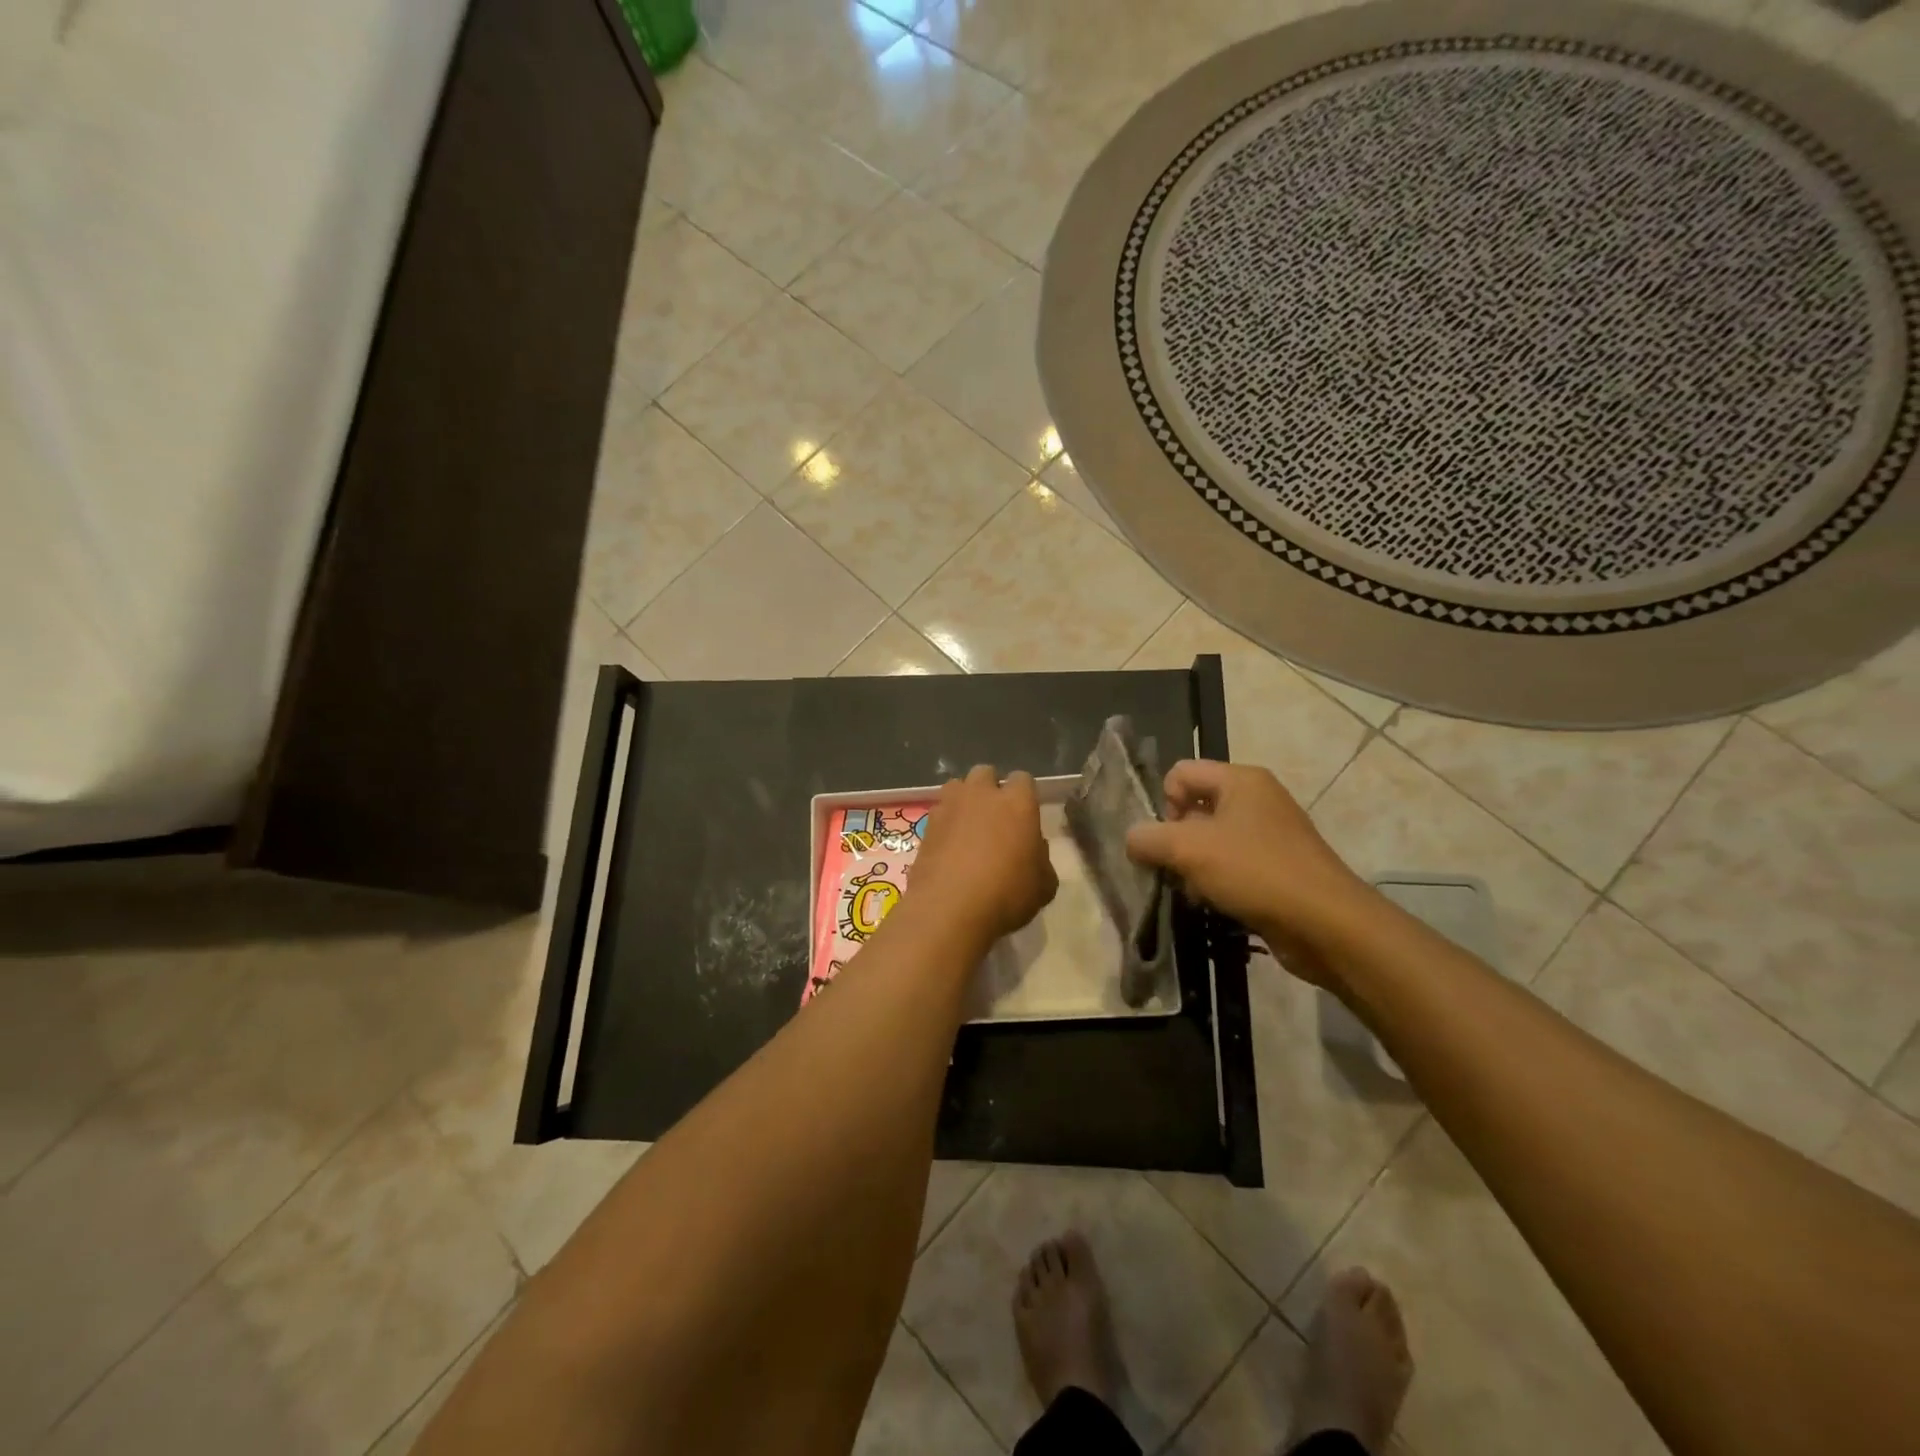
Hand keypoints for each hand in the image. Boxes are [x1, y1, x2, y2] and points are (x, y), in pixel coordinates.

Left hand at [908, 766, 1057, 946]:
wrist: (948, 909)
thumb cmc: (1006, 894)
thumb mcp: (1043, 886)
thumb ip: (1041, 860)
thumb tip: (1032, 850)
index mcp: (1017, 802)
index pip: (1023, 779)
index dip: (1024, 795)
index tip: (1025, 816)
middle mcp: (982, 795)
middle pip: (986, 774)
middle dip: (990, 789)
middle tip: (995, 818)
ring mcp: (949, 806)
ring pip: (957, 786)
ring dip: (964, 800)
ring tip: (968, 828)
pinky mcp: (926, 825)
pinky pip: (939, 813)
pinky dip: (945, 824)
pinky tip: (948, 847)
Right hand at [1125, 760, 1374, 983]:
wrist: (1326, 924)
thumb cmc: (1255, 871)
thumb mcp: (1188, 849)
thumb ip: (1148, 838)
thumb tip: (1132, 839)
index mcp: (1241, 780)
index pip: (1180, 773)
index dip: (1164, 804)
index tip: (1168, 840)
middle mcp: (1257, 799)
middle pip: (1194, 807)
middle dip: (1176, 840)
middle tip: (1176, 869)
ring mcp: (1270, 834)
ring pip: (1210, 841)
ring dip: (1194, 866)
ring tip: (1195, 892)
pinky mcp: (1277, 868)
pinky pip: (1232, 865)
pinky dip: (1217, 882)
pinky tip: (1215, 904)